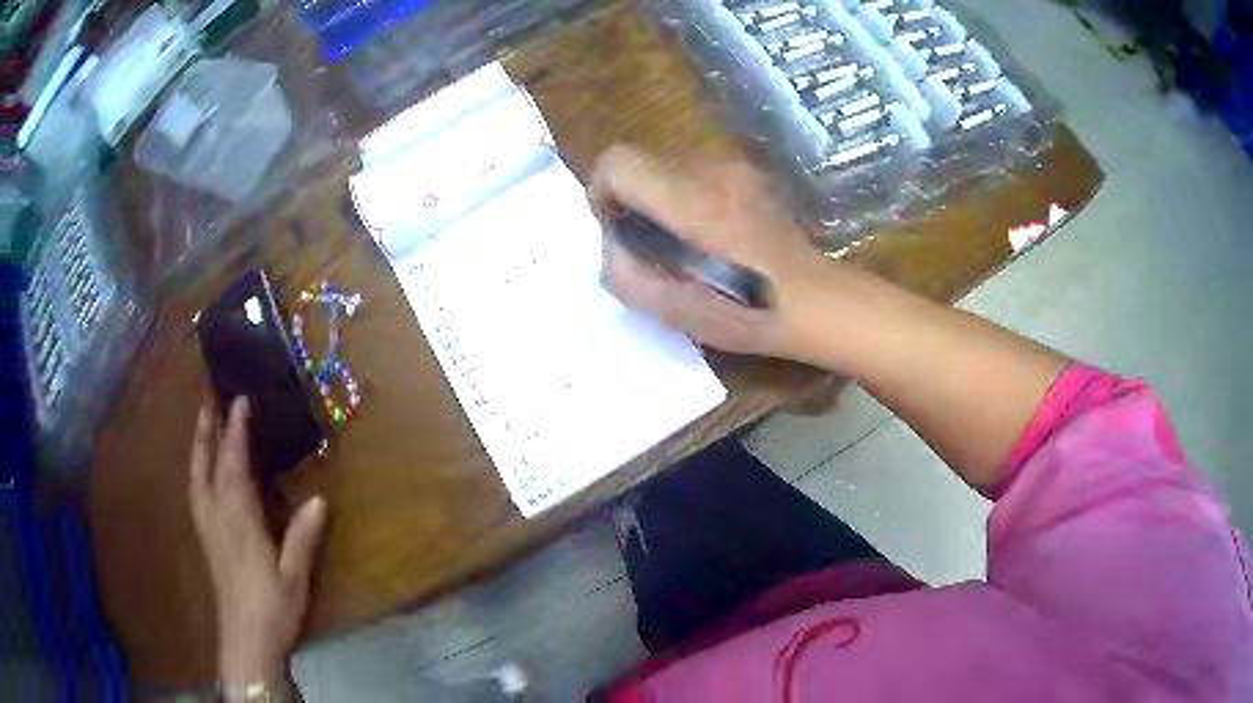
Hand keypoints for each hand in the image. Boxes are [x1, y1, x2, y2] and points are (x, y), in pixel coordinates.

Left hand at [188, 397, 327, 684]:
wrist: (246, 641)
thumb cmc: (272, 609)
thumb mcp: (294, 577)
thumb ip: (303, 538)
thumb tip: (319, 499)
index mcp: (239, 522)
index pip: (234, 466)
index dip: (236, 431)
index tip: (241, 400)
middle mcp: (217, 517)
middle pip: (207, 464)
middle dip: (208, 428)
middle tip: (210, 396)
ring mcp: (207, 528)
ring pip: (197, 476)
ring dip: (199, 445)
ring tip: (202, 422)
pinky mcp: (206, 539)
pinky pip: (196, 492)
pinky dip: (196, 470)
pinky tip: (200, 470)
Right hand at [592, 144, 833, 358]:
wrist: (814, 300)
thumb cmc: (745, 311)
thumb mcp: (671, 310)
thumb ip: (623, 272)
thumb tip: (613, 243)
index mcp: (688, 200)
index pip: (618, 161)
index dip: (603, 190)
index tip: (616, 226)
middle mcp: (710, 169)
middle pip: (643, 160)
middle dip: (634, 196)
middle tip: (650, 242)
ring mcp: (735, 167)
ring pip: (671, 163)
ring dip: (662, 195)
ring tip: (683, 239)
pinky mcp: (752, 174)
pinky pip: (700, 171)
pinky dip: (689, 194)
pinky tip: (712, 232)